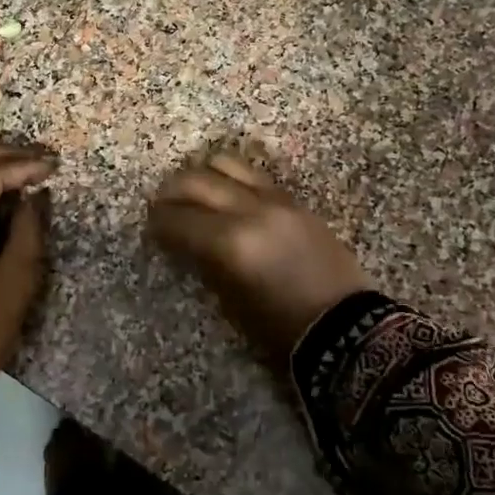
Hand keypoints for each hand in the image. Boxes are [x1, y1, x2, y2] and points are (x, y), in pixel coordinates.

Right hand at [148, 149, 370, 362]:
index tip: (149, 227)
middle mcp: (250, 211)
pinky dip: (231, 178)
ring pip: (225, 164)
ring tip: (192, 191)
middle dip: (171, 192)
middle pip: (196, 182)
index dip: (158, 223)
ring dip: (201, 174)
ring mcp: (275, 200)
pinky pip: (254, 175)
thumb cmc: (281, 329)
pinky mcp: (294, 200)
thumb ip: (203, 263)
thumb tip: (182, 242)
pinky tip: (225, 192)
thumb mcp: (231, 303)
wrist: (345, 327)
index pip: (178, 219)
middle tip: (160, 205)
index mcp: (230, 243)